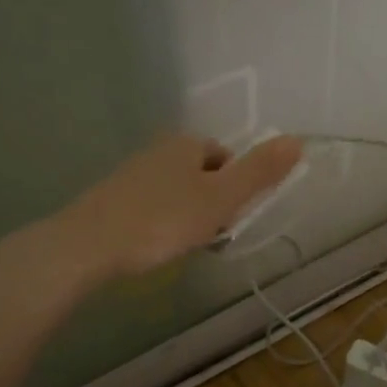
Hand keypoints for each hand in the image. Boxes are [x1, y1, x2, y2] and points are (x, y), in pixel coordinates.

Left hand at [53, 133, 303, 284]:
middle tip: (210, 234)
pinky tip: (156, 246)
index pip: (226, 158)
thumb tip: (297, 140)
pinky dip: (161, 222)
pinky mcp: (111, 198)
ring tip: (183, 244)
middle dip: (211, 201)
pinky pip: (151, 205)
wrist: (88, 245)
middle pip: (201, 174)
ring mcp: (131, 174)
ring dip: (187, 214)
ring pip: (176, 190)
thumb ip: (259, 172)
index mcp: (186, 145)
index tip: (231, 217)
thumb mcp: (221, 199)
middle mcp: (158, 150)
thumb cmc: (162, 220)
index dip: (235, 188)